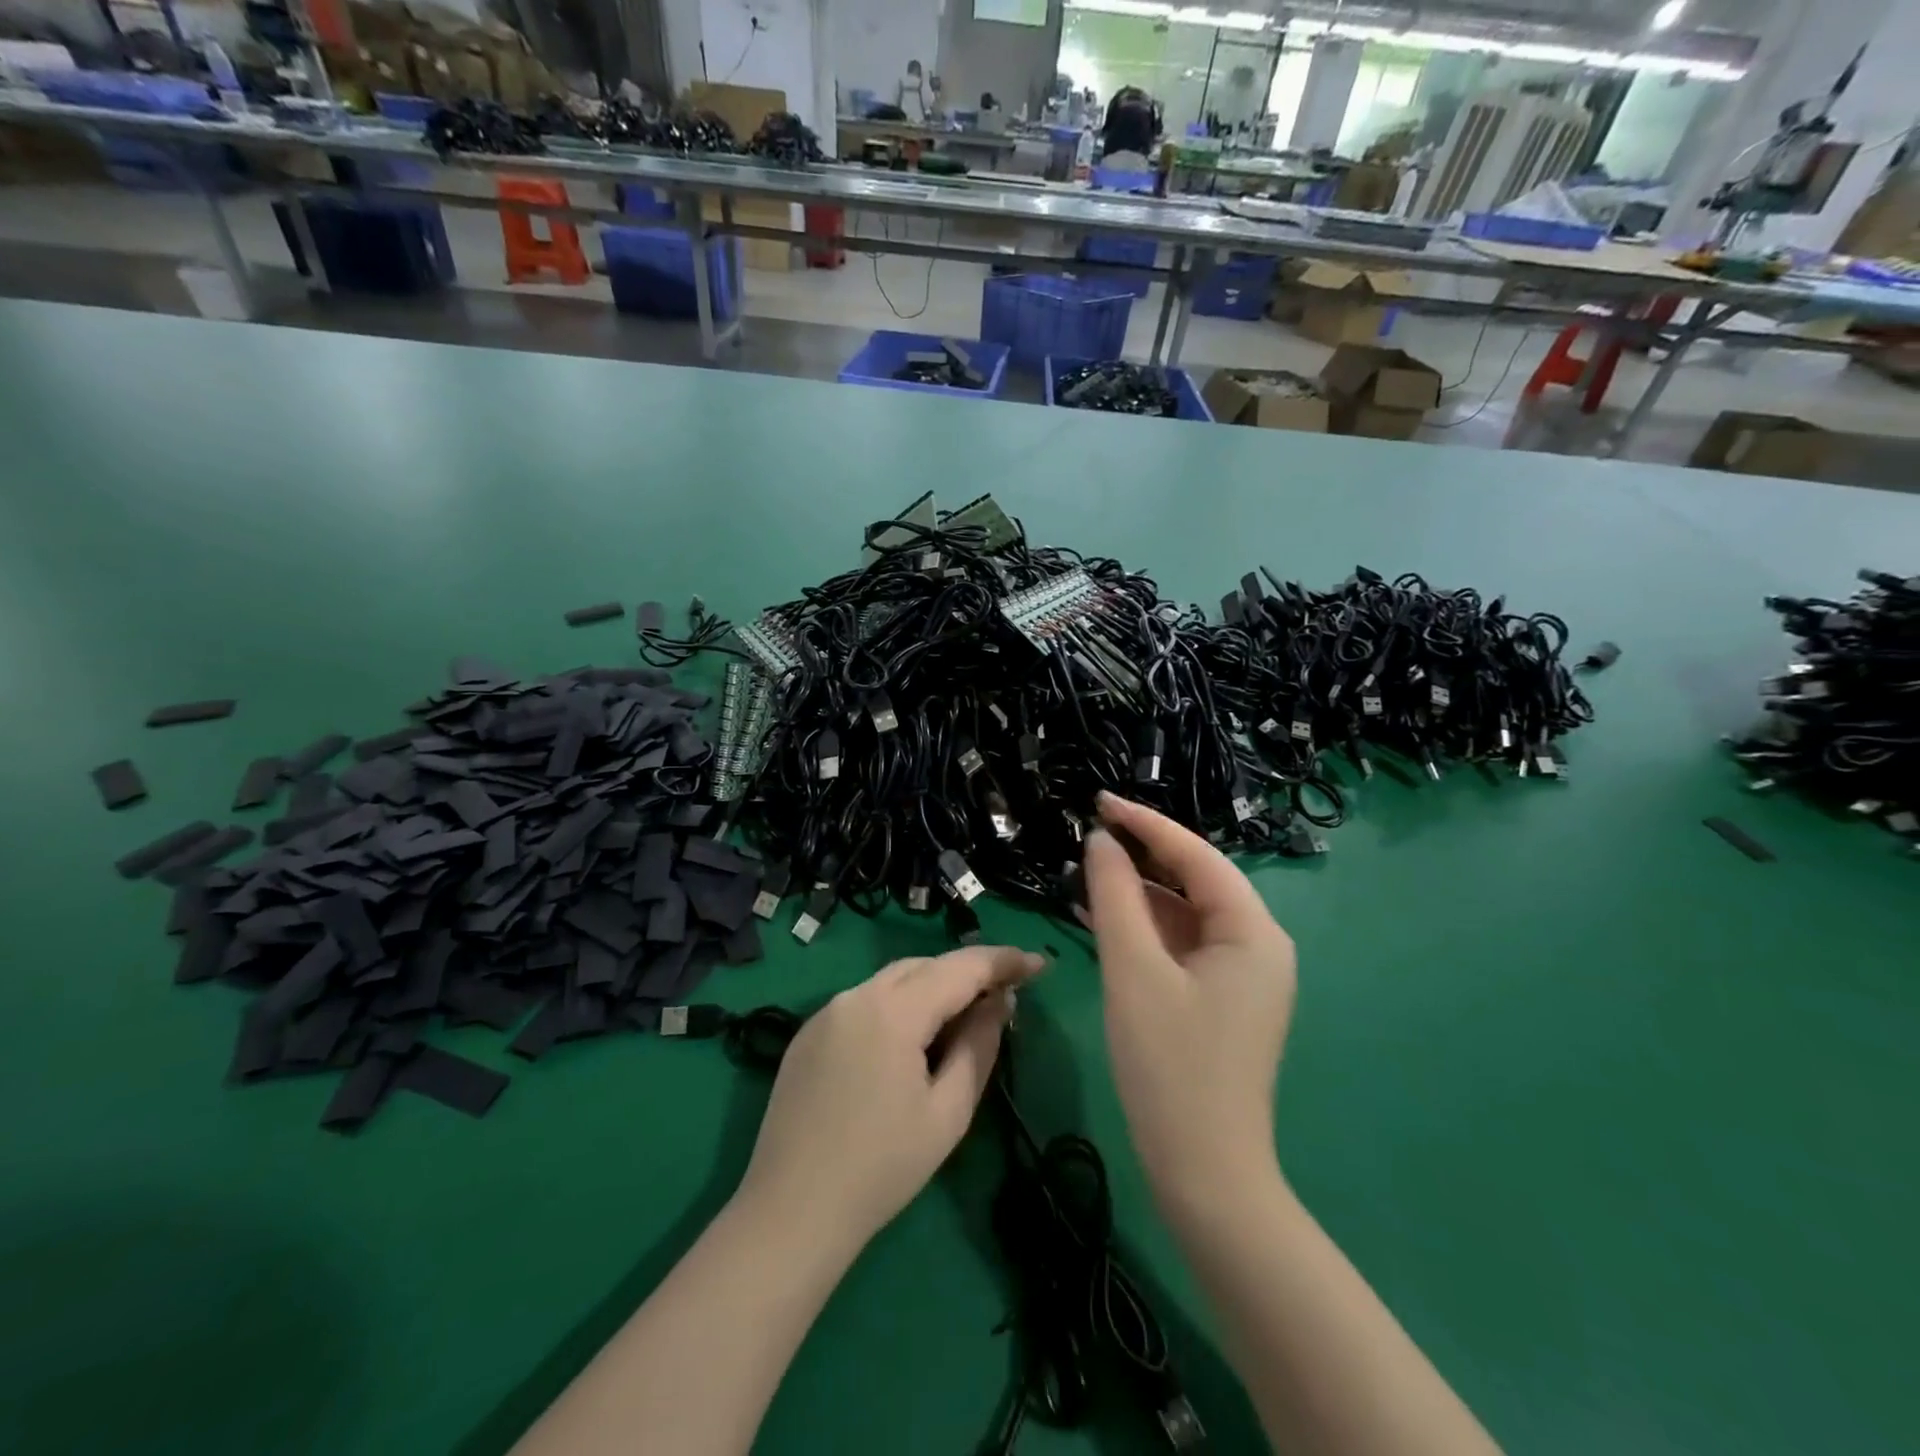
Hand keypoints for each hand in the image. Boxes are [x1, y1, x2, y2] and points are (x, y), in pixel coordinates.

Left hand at [736, 944, 1044, 1253]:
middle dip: (967, 973)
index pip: (960, 968)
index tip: (1039, 964)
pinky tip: (908, 1041)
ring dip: (932, 988)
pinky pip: (865, 1002)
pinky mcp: (807, 1033)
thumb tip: (1000, 1002)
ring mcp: (826, 1012)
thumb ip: (979, 1045)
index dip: (1004, 961)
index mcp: (893, 1010)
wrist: (790, 1212)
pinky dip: (897, 1006)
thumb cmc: (882, 1168)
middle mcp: (856, 995)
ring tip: (961, 1018)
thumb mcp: (948, 1112)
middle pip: (924, 966)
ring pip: (893, 980)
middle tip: (1003, 997)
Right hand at [1084, 792, 1296, 1201]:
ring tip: (1085, 873)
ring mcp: (1241, 975)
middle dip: (1142, 856)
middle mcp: (1257, 945)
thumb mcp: (1133, 970)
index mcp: (1253, 932)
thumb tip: (1100, 841)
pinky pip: (1181, 945)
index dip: (1145, 823)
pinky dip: (1143, 929)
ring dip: (1138, 893)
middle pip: (1195, 880)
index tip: (1098, 800)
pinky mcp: (1220, 999)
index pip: (1196, 856)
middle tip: (1088, 833)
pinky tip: (1101, 919)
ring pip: (1185, 913)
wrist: (1204, 1173)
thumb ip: (1115, 896)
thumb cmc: (1169, 1065)